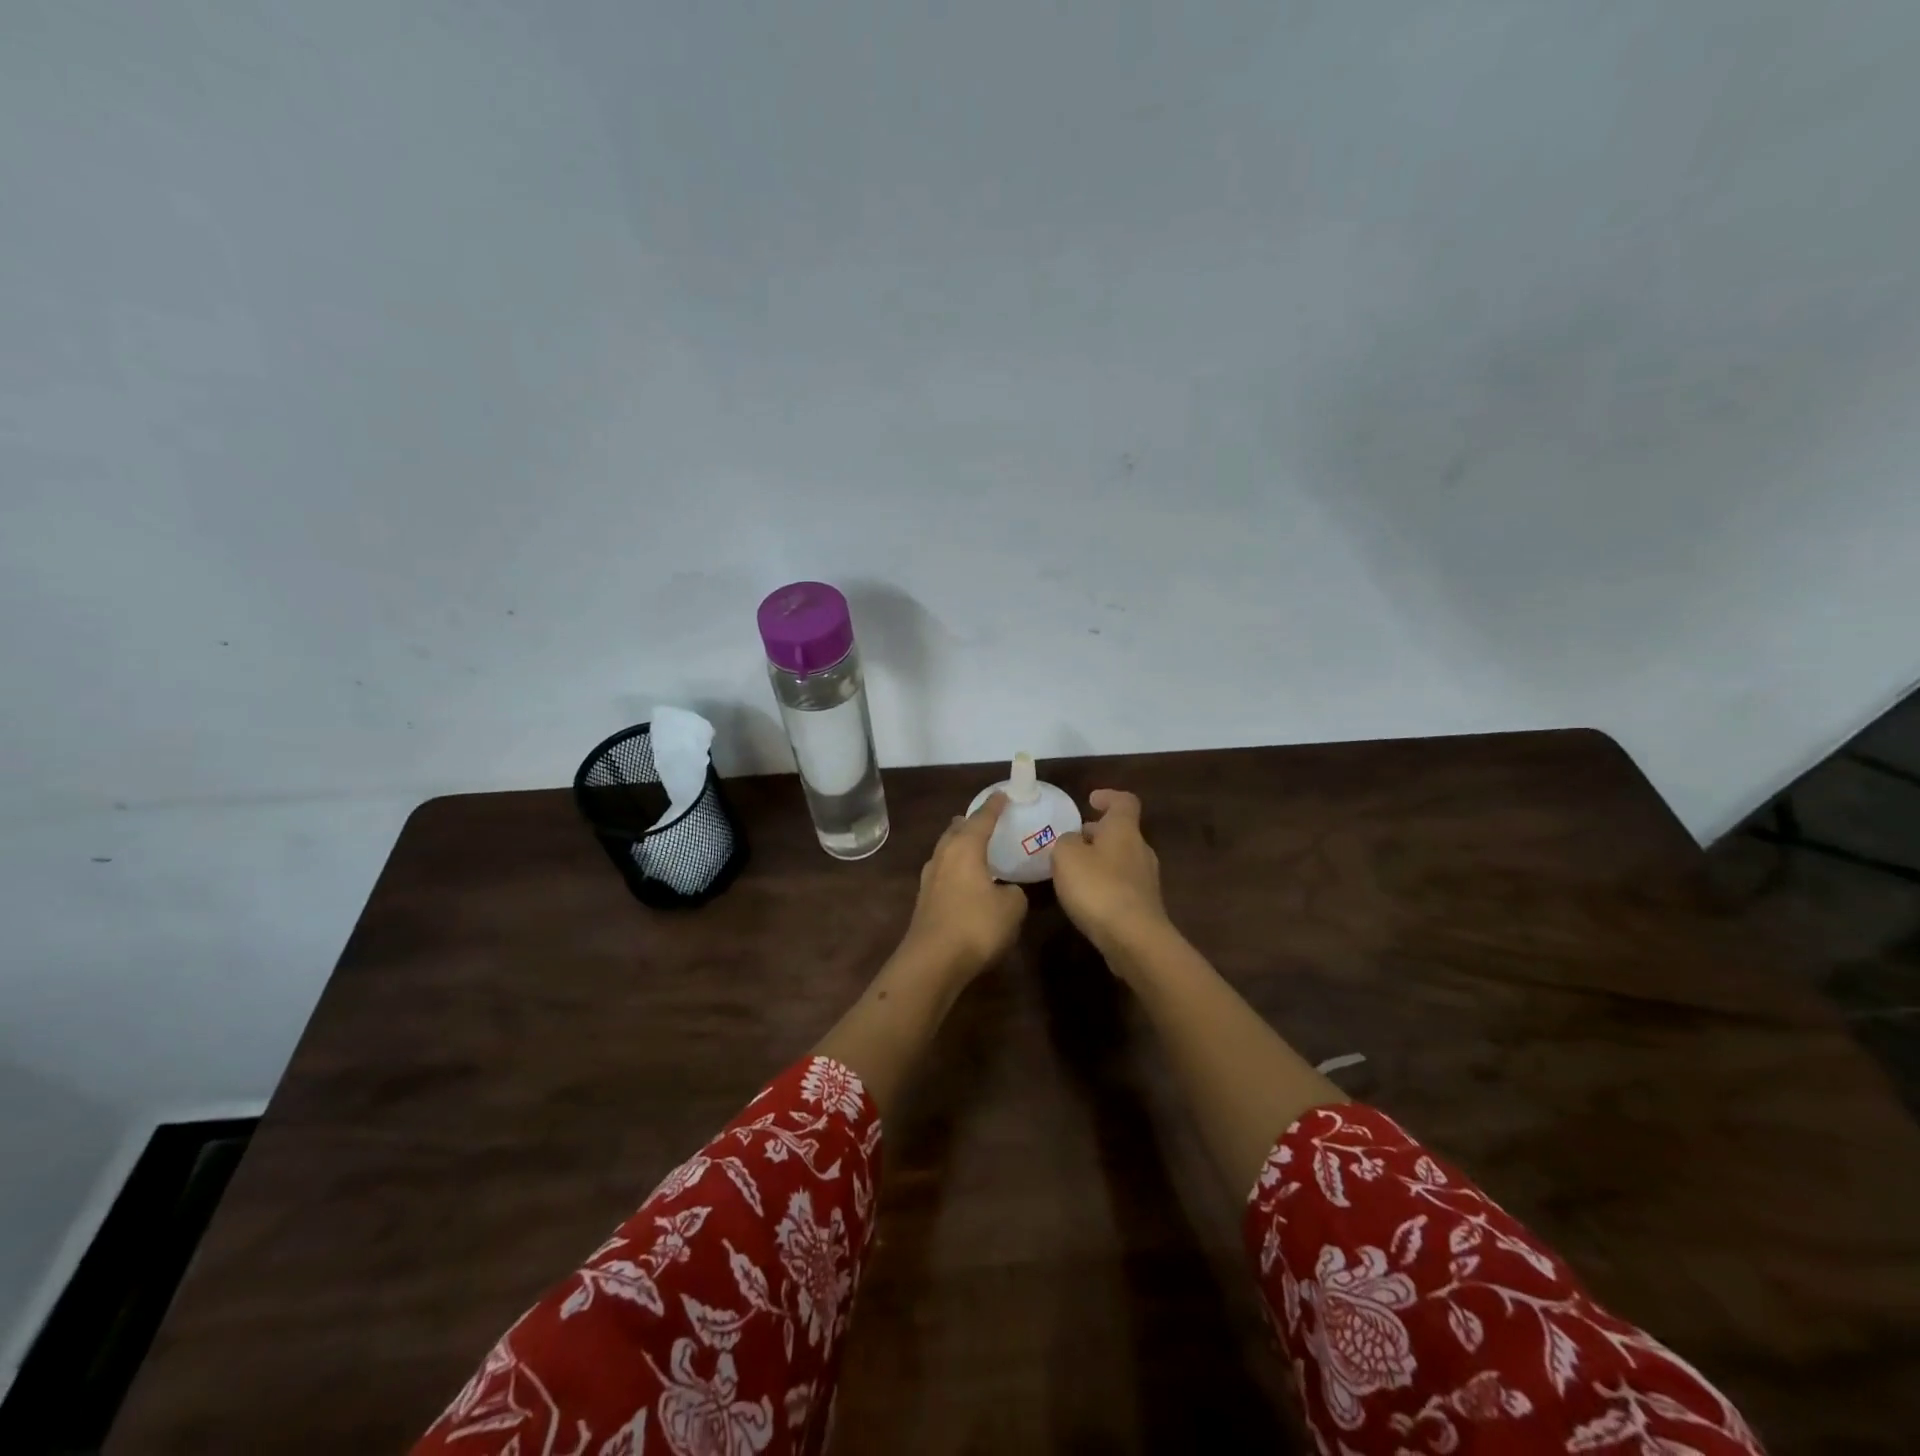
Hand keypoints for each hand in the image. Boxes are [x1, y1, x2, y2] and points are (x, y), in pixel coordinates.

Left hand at [899, 793, 1027, 978]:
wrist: (932, 961)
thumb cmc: (976, 926)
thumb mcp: (1012, 908)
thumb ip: (1014, 893)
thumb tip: (1006, 891)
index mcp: (965, 848)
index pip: (982, 819)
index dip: (995, 806)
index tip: (1003, 794)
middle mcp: (943, 856)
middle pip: (956, 830)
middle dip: (970, 823)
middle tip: (985, 820)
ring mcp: (929, 878)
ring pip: (946, 851)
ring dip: (959, 845)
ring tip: (974, 846)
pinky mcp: (924, 900)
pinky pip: (943, 872)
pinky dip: (955, 867)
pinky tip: (964, 880)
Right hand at [1050, 789, 1168, 958]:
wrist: (1133, 939)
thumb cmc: (1098, 887)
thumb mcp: (1066, 856)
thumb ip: (1065, 841)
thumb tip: (1072, 841)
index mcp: (1124, 830)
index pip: (1124, 802)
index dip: (1108, 797)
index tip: (1090, 800)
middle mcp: (1140, 850)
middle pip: (1121, 832)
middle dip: (1097, 833)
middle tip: (1072, 840)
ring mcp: (1146, 880)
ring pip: (1121, 859)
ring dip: (1099, 860)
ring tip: (1073, 871)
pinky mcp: (1144, 906)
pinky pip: (1122, 885)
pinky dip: (1104, 884)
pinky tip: (1086, 898)